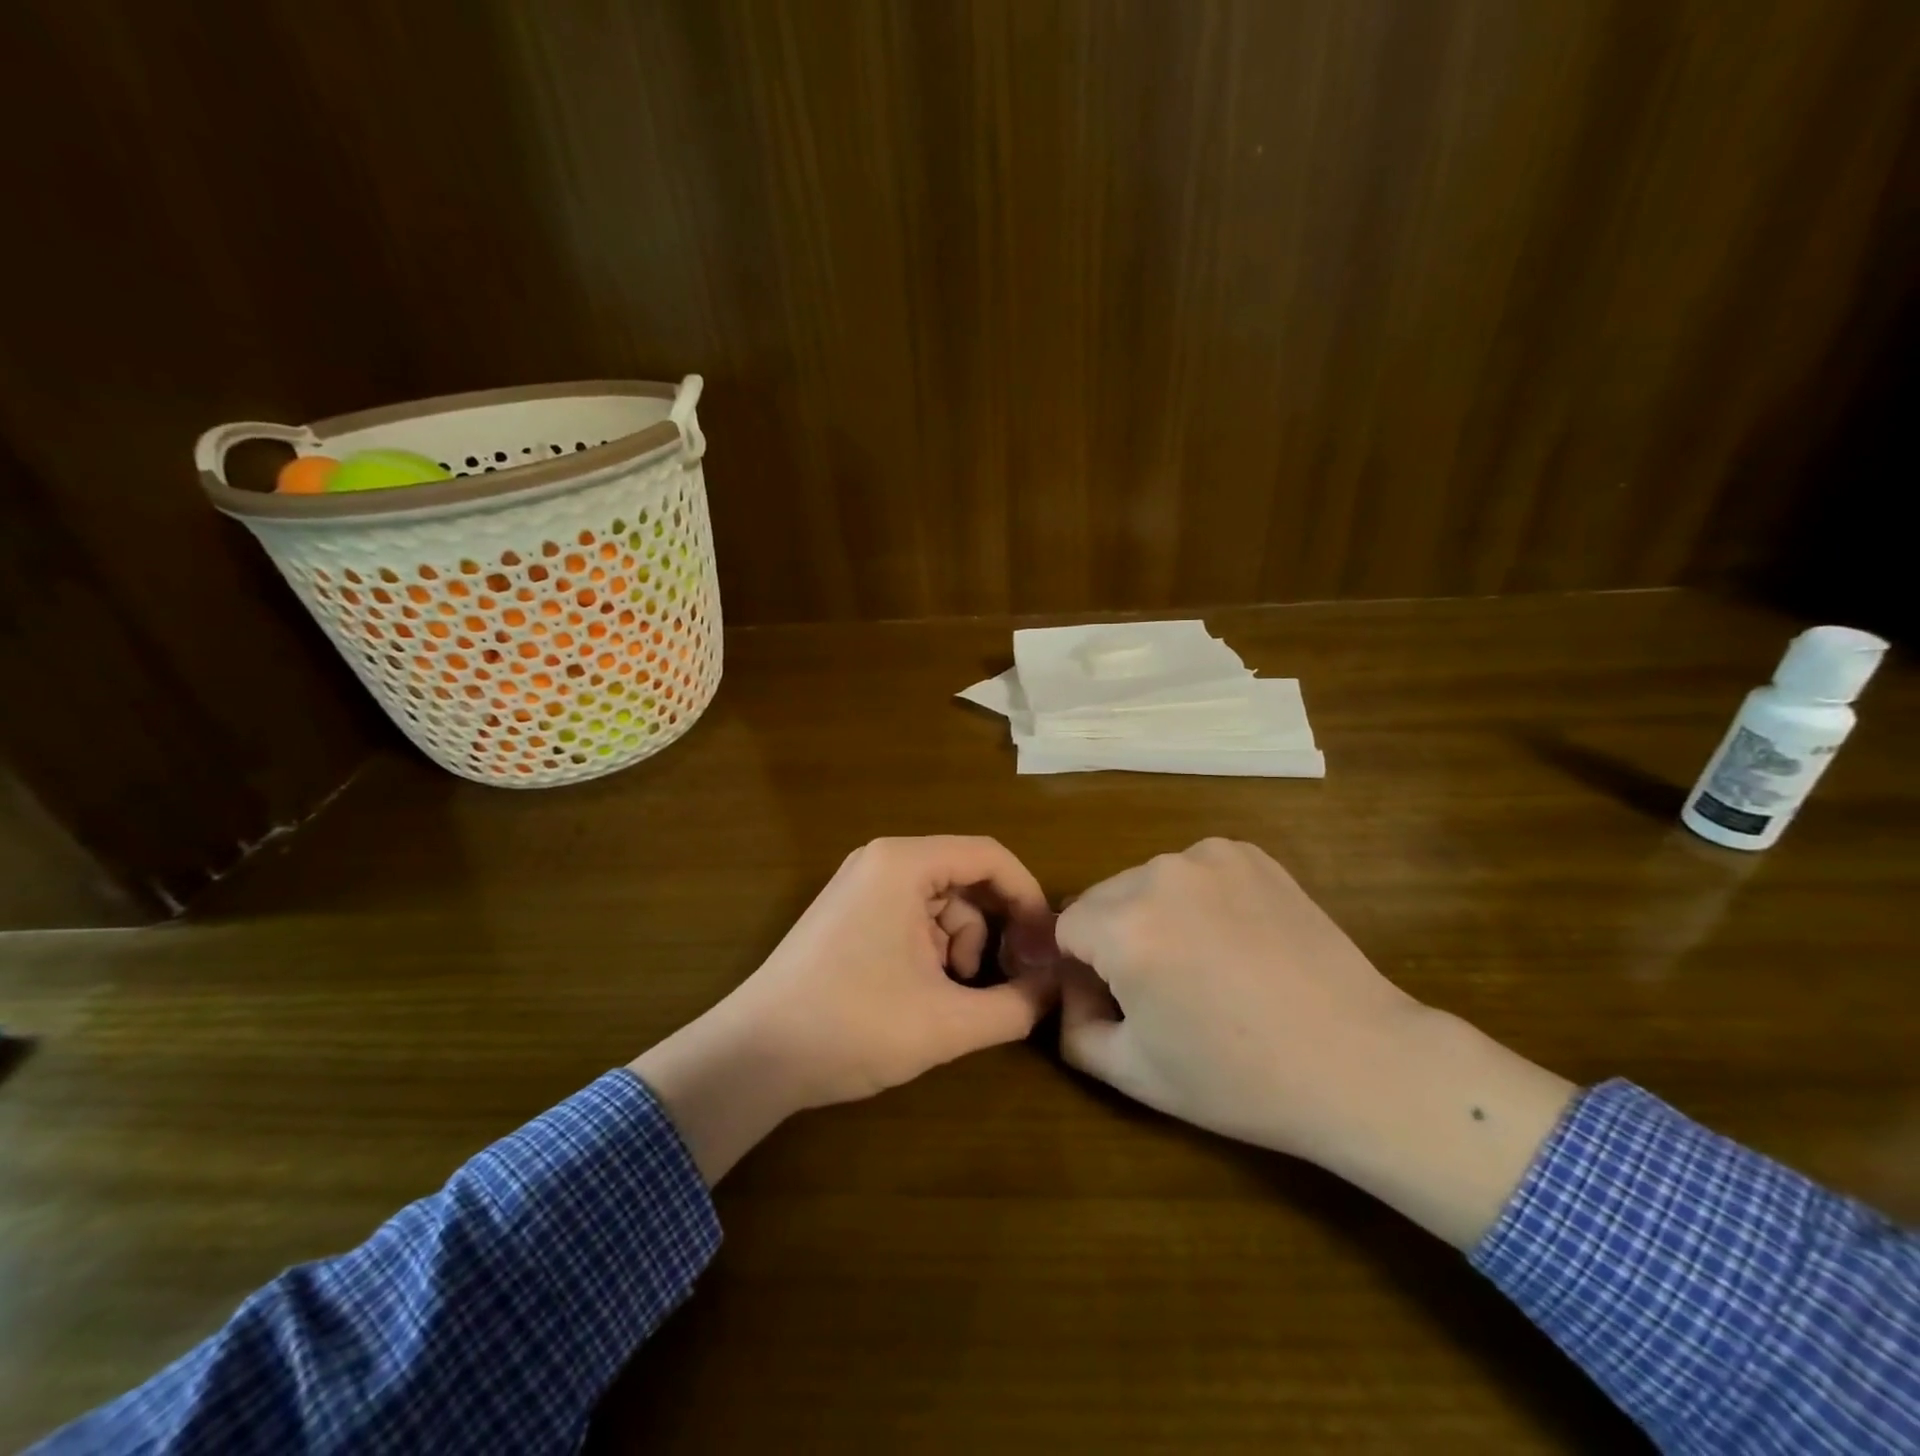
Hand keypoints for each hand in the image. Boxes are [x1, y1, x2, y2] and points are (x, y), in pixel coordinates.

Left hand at [633, 836, 1057, 1181]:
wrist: (755, 1057)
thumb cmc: (853, 1026)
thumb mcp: (947, 1023)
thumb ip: (1015, 1006)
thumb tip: (1055, 991)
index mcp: (904, 864)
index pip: (989, 856)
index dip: (1028, 896)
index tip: (1047, 944)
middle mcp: (882, 861)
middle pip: (966, 879)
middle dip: (992, 929)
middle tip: (1006, 978)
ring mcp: (861, 885)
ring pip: (941, 903)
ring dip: (959, 947)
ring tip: (948, 997)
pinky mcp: (849, 913)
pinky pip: (911, 917)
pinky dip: (931, 951)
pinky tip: (920, 993)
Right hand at [1057, 839, 1574, 1247]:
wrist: (1360, 1061)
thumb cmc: (1240, 1078)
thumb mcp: (1135, 1073)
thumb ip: (1072, 1029)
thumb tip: (1068, 990)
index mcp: (1124, 927)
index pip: (1065, 927)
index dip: (1082, 968)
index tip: (1117, 1001)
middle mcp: (1159, 873)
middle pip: (1102, 898)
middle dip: (1114, 937)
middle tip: (1162, 987)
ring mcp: (1208, 856)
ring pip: (1145, 882)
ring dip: (1153, 914)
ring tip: (1203, 963)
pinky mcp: (1248, 852)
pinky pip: (1192, 870)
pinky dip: (1196, 897)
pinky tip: (1234, 938)